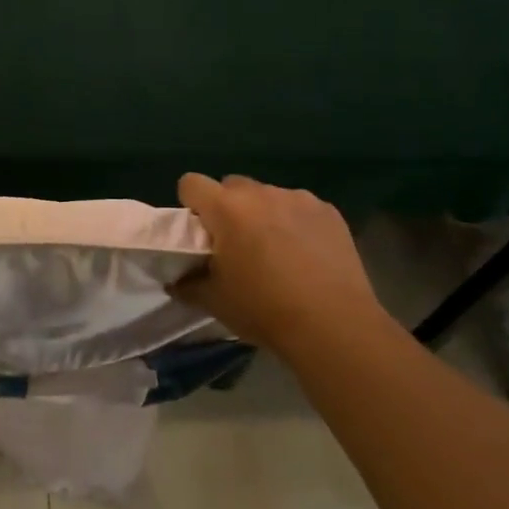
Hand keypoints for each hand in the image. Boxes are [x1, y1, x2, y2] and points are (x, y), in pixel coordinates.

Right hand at [174, 174, 381, 352]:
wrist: (333, 325)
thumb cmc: (264, 309)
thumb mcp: (215, 301)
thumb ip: (188, 284)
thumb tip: (175, 280)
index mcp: (225, 208)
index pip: (191, 183)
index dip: (191, 203)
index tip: (200, 230)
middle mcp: (260, 193)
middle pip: (231, 186)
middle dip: (228, 208)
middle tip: (236, 243)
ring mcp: (297, 198)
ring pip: (268, 196)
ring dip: (263, 214)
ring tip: (277, 250)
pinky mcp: (328, 211)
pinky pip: (300, 207)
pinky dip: (296, 223)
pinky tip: (307, 254)